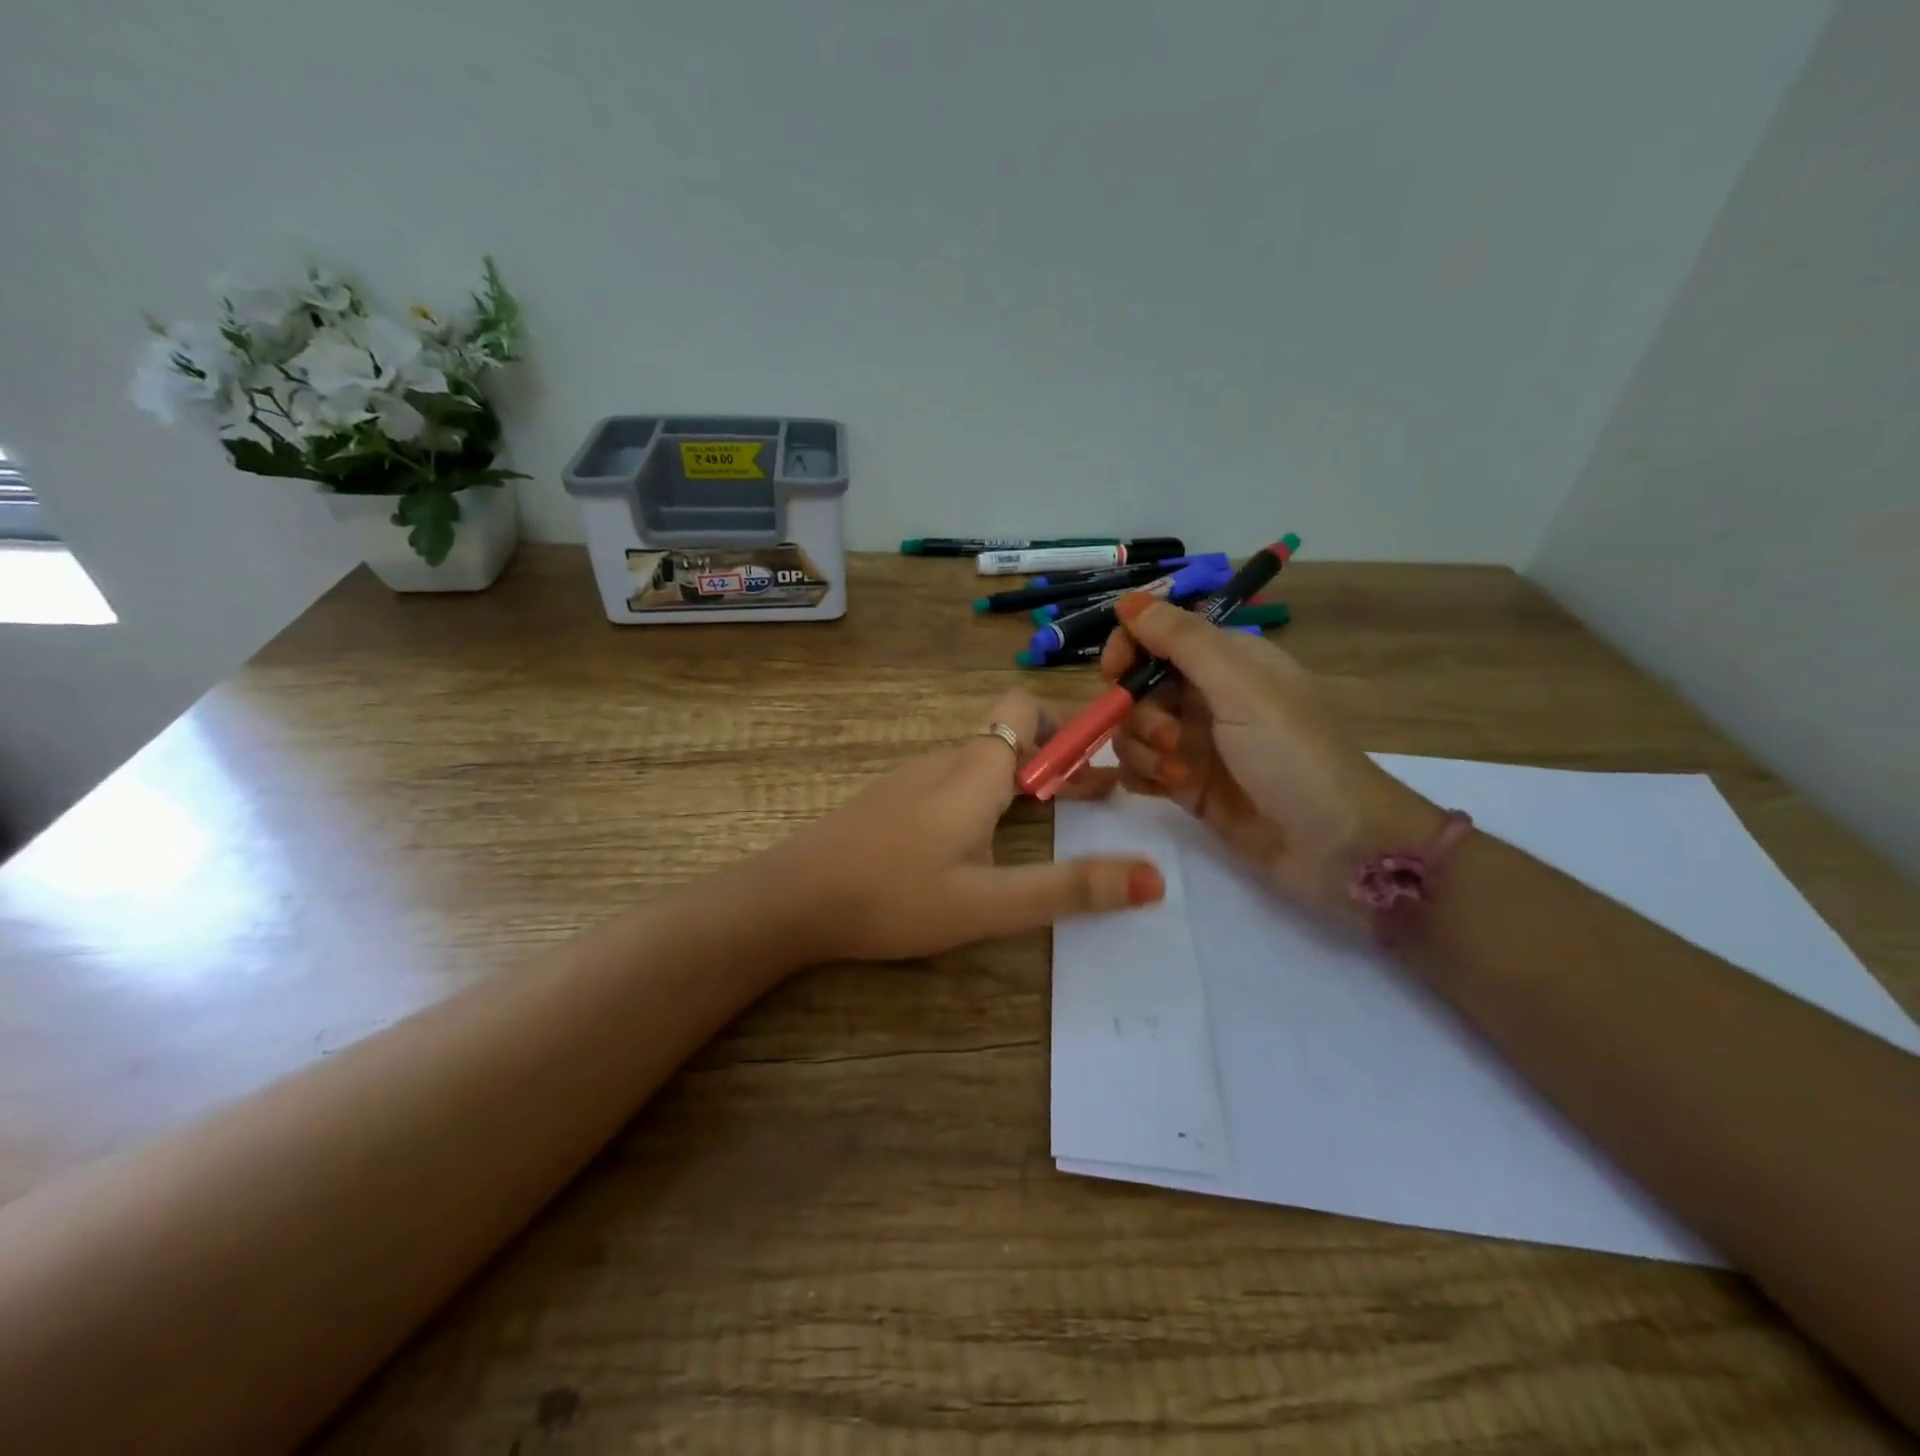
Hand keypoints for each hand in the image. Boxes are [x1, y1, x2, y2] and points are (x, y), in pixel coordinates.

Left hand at [762, 690, 1165, 961]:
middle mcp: (944, 761)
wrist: (791, 900)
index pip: (1026, 709)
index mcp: (974, 771)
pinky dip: (988, 795)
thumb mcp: (989, 902)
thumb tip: (1154, 877)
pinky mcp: (890, 800)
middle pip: (1011, 737)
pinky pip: (953, 782)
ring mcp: (911, 778)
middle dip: (1059, 760)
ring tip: (1054, 819)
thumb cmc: (893, 897)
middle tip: (1098, 800)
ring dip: (1025, 780)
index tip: (1105, 763)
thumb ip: (1069, 889)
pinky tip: (985, 840)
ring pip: (982, 761)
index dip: (1069, 724)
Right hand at [1070, 596, 1441, 921]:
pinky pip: (1140, 767)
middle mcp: (1206, 696)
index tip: (1114, 672)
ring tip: (1178, 773)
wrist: (1335, 846)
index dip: (1129, 648)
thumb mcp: (1240, 687)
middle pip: (1138, 686)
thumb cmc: (1293, 755)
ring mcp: (1195, 742)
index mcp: (1227, 661)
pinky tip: (1163, 787)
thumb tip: (1127, 599)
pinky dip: (1142, 774)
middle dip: (1138, 710)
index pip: (1158, 636)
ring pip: (1133, 729)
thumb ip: (1182, 641)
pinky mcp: (1186, 784)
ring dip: (1143, 748)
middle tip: (1168, 737)